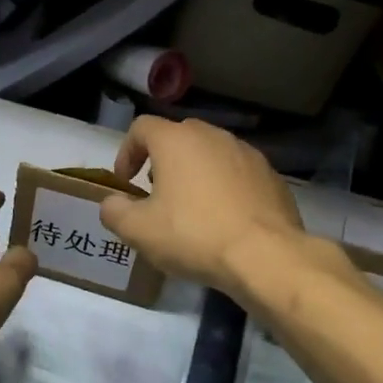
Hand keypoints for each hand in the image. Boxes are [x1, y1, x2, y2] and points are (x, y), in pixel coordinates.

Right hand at [99, 117, 307, 292]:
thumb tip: (111, 203)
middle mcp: (212, 135)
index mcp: (176, 140)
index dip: (127, 152)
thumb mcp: (139, 231)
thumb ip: (114, 212)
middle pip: (178, 136)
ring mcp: (246, 153)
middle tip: (156, 194)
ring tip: (192, 208)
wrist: (265, 255)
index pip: (142, 127)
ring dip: (195, 173)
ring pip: (211, 153)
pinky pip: (238, 173)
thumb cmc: (194, 235)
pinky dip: (225, 187)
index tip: (125, 182)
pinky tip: (225, 219)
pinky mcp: (271, 175)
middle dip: (162, 161)